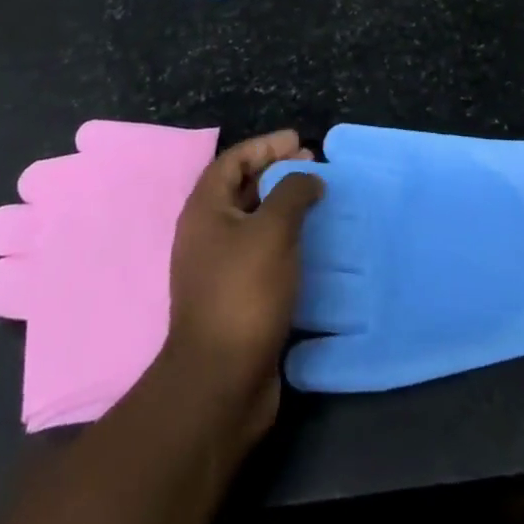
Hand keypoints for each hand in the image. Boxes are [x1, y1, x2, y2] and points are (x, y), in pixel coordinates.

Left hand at [161, 131, 323, 444]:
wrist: (220, 383)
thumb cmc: (243, 292)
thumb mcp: (273, 230)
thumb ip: (293, 192)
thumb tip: (308, 178)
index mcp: (205, 210)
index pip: (234, 160)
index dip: (266, 146)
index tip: (299, 141)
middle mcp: (206, 235)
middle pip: (242, 189)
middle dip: (277, 173)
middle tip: (313, 166)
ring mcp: (218, 270)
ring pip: (253, 223)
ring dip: (284, 208)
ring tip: (318, 201)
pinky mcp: (235, 300)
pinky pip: (261, 254)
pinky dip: (285, 241)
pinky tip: (311, 245)